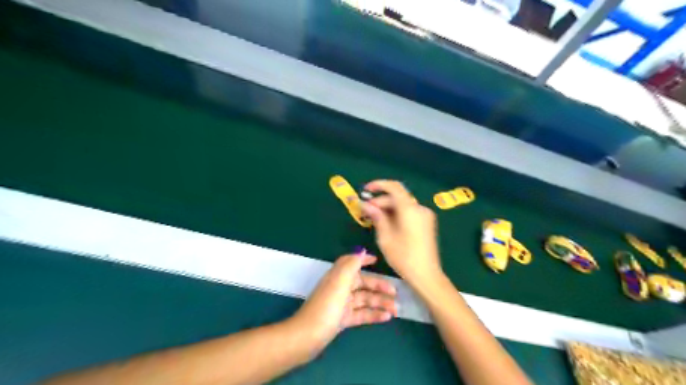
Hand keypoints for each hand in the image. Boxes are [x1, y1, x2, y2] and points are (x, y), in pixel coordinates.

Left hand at [287, 253, 396, 355]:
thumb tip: (361, 250)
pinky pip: (361, 314)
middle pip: (362, 283)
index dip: (363, 260)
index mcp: (338, 276)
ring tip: (396, 309)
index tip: (377, 260)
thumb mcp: (339, 282)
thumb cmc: (326, 306)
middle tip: (395, 293)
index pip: (351, 263)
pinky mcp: (343, 319)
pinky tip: (386, 317)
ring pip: (364, 299)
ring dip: (380, 302)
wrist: (308, 336)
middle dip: (379, 286)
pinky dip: (374, 314)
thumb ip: (351, 265)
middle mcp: (340, 287)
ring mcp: (342, 304)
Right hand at [361, 183, 442, 287]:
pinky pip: (408, 212)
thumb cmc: (404, 257)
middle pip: (397, 197)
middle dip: (380, 201)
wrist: (426, 275)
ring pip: (402, 205)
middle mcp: (419, 208)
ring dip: (387, 208)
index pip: (394, 187)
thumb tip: (365, 204)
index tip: (365, 190)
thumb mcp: (385, 237)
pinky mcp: (426, 223)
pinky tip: (386, 224)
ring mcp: (424, 215)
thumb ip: (376, 216)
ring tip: (373, 219)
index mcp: (410, 209)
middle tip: (365, 211)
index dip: (378, 185)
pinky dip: (396, 214)